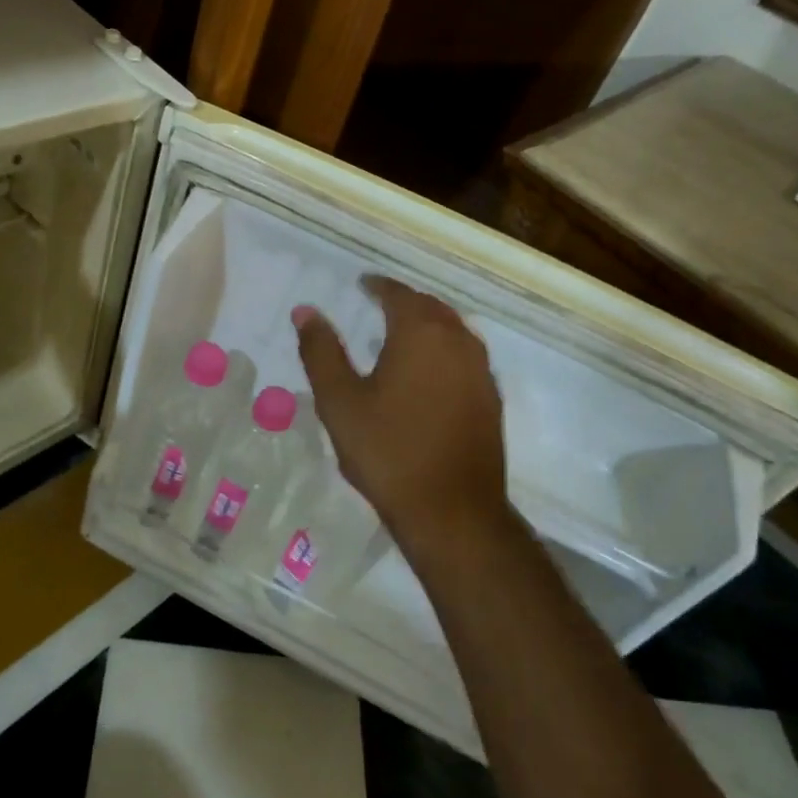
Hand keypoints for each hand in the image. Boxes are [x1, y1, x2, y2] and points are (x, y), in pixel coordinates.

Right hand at [293, 276, 509, 554]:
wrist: (453, 512)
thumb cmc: (389, 452)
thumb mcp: (340, 401)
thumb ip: (321, 351)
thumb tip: (305, 311)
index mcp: (420, 332)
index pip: (398, 293)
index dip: (378, 286)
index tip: (362, 285)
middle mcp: (457, 340)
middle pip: (430, 306)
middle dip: (404, 301)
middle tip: (380, 304)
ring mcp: (481, 370)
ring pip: (453, 329)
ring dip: (428, 323)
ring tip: (403, 333)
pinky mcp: (491, 398)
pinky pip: (466, 356)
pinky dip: (445, 349)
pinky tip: (431, 372)